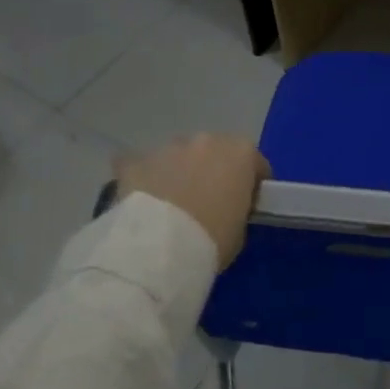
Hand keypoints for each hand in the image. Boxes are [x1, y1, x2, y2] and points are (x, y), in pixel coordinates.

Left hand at [115, 135, 270, 269]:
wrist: (159, 247)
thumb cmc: (212, 239)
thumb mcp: (240, 228)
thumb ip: (237, 207)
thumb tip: (226, 207)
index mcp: (240, 153)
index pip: (254, 163)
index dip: (251, 183)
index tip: (246, 203)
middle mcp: (205, 140)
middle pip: (214, 152)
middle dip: (212, 171)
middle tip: (207, 201)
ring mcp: (168, 147)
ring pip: (178, 156)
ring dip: (178, 172)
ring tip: (172, 204)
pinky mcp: (135, 161)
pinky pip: (142, 167)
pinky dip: (144, 179)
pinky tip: (142, 202)